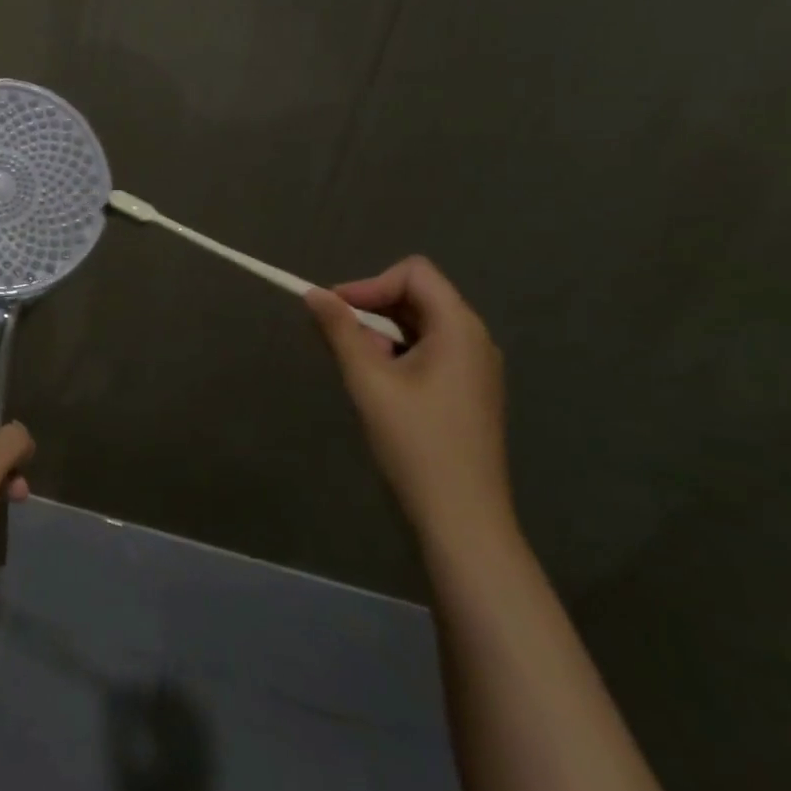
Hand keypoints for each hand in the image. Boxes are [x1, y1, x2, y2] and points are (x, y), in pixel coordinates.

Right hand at [305, 257, 513, 552]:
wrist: (462, 517)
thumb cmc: (415, 443)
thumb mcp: (368, 381)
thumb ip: (340, 330)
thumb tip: (314, 293)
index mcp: (459, 328)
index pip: (413, 273)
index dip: (370, 284)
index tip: (336, 313)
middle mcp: (475, 339)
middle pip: (418, 295)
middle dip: (373, 309)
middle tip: (343, 344)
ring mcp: (476, 367)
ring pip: (420, 324)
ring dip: (383, 334)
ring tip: (360, 370)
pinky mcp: (469, 390)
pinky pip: (430, 350)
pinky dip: (399, 354)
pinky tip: (382, 387)